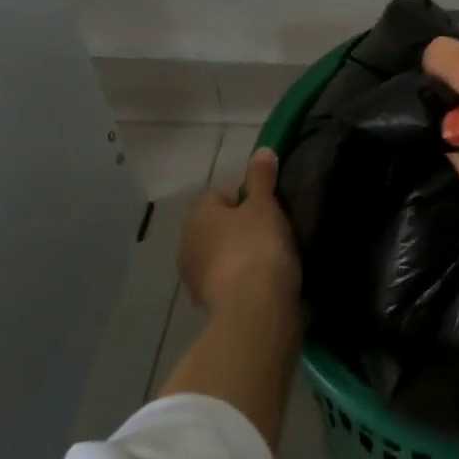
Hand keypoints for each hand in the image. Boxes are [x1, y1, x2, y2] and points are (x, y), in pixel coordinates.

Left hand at [177, 148, 299, 311]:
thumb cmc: (258, 246)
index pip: (220, 194)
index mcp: (198, 214)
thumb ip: (262, 177)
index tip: (269, 207)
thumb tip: (262, 150)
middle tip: (271, 230)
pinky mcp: (205, 303)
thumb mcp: (265, 205)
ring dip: (237, 253)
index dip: (246, 197)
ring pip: (219, 253)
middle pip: (217, 225)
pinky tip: (262, 281)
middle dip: (239, 226)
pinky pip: (224, 279)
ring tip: (269, 257)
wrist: (254, 307)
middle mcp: (187, 243)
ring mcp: (193, 276)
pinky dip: (239, 278)